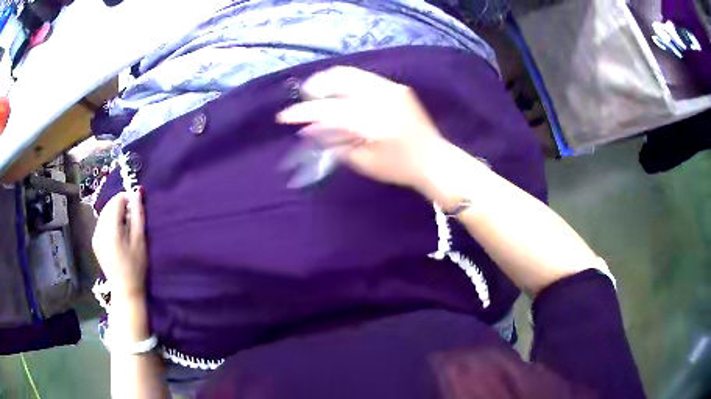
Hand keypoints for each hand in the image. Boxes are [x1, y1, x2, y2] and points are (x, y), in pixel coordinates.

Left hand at [92, 189, 146, 300]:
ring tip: (125, 227)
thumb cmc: (136, 266)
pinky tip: (117, 235)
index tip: (136, 209)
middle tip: (132, 219)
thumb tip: (137, 191)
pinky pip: (102, 223)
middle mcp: (100, 229)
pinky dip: (109, 222)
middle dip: (121, 206)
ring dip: (115, 213)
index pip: (117, 200)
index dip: (128, 199)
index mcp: (111, 228)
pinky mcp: (95, 242)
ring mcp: (95, 236)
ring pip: (104, 213)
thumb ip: (138, 214)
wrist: (125, 290)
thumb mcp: (140, 240)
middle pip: (109, 205)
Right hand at [276, 66, 453, 193]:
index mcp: (373, 121)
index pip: (329, 111)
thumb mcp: (363, 161)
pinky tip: (338, 94)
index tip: (283, 117)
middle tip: (303, 102)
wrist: (435, 159)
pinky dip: (344, 83)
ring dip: (328, 81)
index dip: (303, 113)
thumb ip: (334, 142)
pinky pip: (362, 78)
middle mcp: (382, 97)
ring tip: (317, 95)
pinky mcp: (396, 87)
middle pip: (338, 80)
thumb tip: (309, 130)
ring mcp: (391, 88)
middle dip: (314, 88)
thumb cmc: (399, 168)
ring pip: (349, 74)